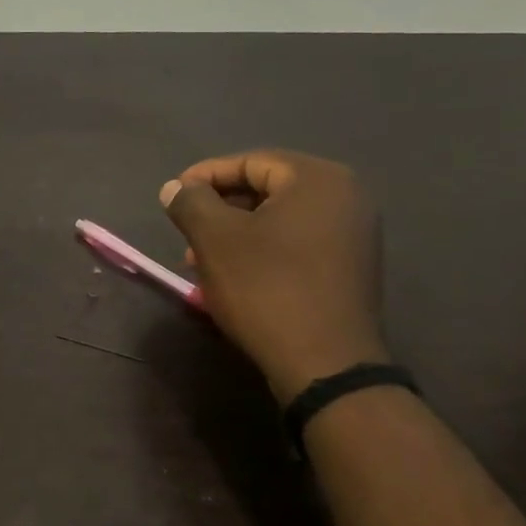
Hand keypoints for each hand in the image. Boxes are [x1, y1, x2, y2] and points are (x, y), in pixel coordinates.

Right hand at [160, 150, 387, 402]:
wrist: (324, 364)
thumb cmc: (266, 288)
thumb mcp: (214, 239)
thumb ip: (191, 202)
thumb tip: (175, 188)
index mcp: (318, 179)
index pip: (250, 162)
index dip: (204, 176)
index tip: (172, 198)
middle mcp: (346, 198)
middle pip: (267, 189)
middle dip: (219, 209)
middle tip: (185, 232)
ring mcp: (354, 235)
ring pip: (279, 220)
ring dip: (235, 234)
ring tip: (201, 261)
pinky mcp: (350, 269)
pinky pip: (297, 244)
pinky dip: (261, 251)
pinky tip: (234, 276)